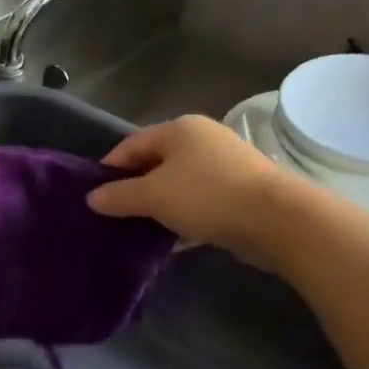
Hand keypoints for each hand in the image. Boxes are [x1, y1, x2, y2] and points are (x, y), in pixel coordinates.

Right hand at [86, 115, 307, 265]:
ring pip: (178, 184)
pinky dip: (184, 216)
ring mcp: (225, 164)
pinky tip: (173, 239)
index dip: (109, 169)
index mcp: (178, 129)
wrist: (276, 219)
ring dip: (159, 205)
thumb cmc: (206, 196)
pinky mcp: (241, 190)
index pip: (130, 145)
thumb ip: (118, 196)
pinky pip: (200, 201)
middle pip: (155, 163)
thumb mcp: (153, 196)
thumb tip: (91, 198)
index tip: (94, 196)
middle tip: (115, 215)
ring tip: (140, 229)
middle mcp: (202, 139)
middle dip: (134, 188)